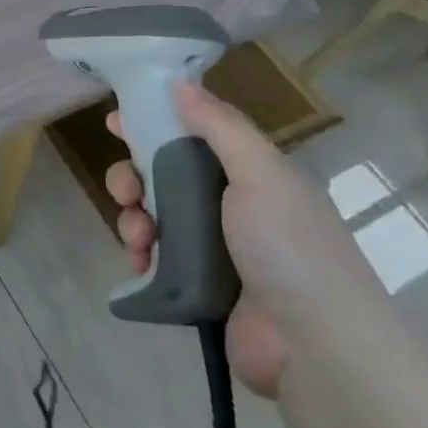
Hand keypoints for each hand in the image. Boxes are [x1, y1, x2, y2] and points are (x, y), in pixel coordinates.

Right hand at [104, 81, 386, 397]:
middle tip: (126, 191)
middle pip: (164, 176)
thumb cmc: (288, 247)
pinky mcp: (197, 284)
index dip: (154, 124)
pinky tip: (139, 264)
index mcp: (251, 175)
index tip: (115, 122)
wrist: (313, 344)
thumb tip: (180, 83)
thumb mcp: (261, 175)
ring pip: (154, 216)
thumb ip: (220, 128)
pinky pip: (155, 257)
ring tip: (137, 238)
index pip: (194, 136)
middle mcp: (231, 206)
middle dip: (133, 178)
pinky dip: (140, 255)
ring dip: (133, 219)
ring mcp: (214, 248)